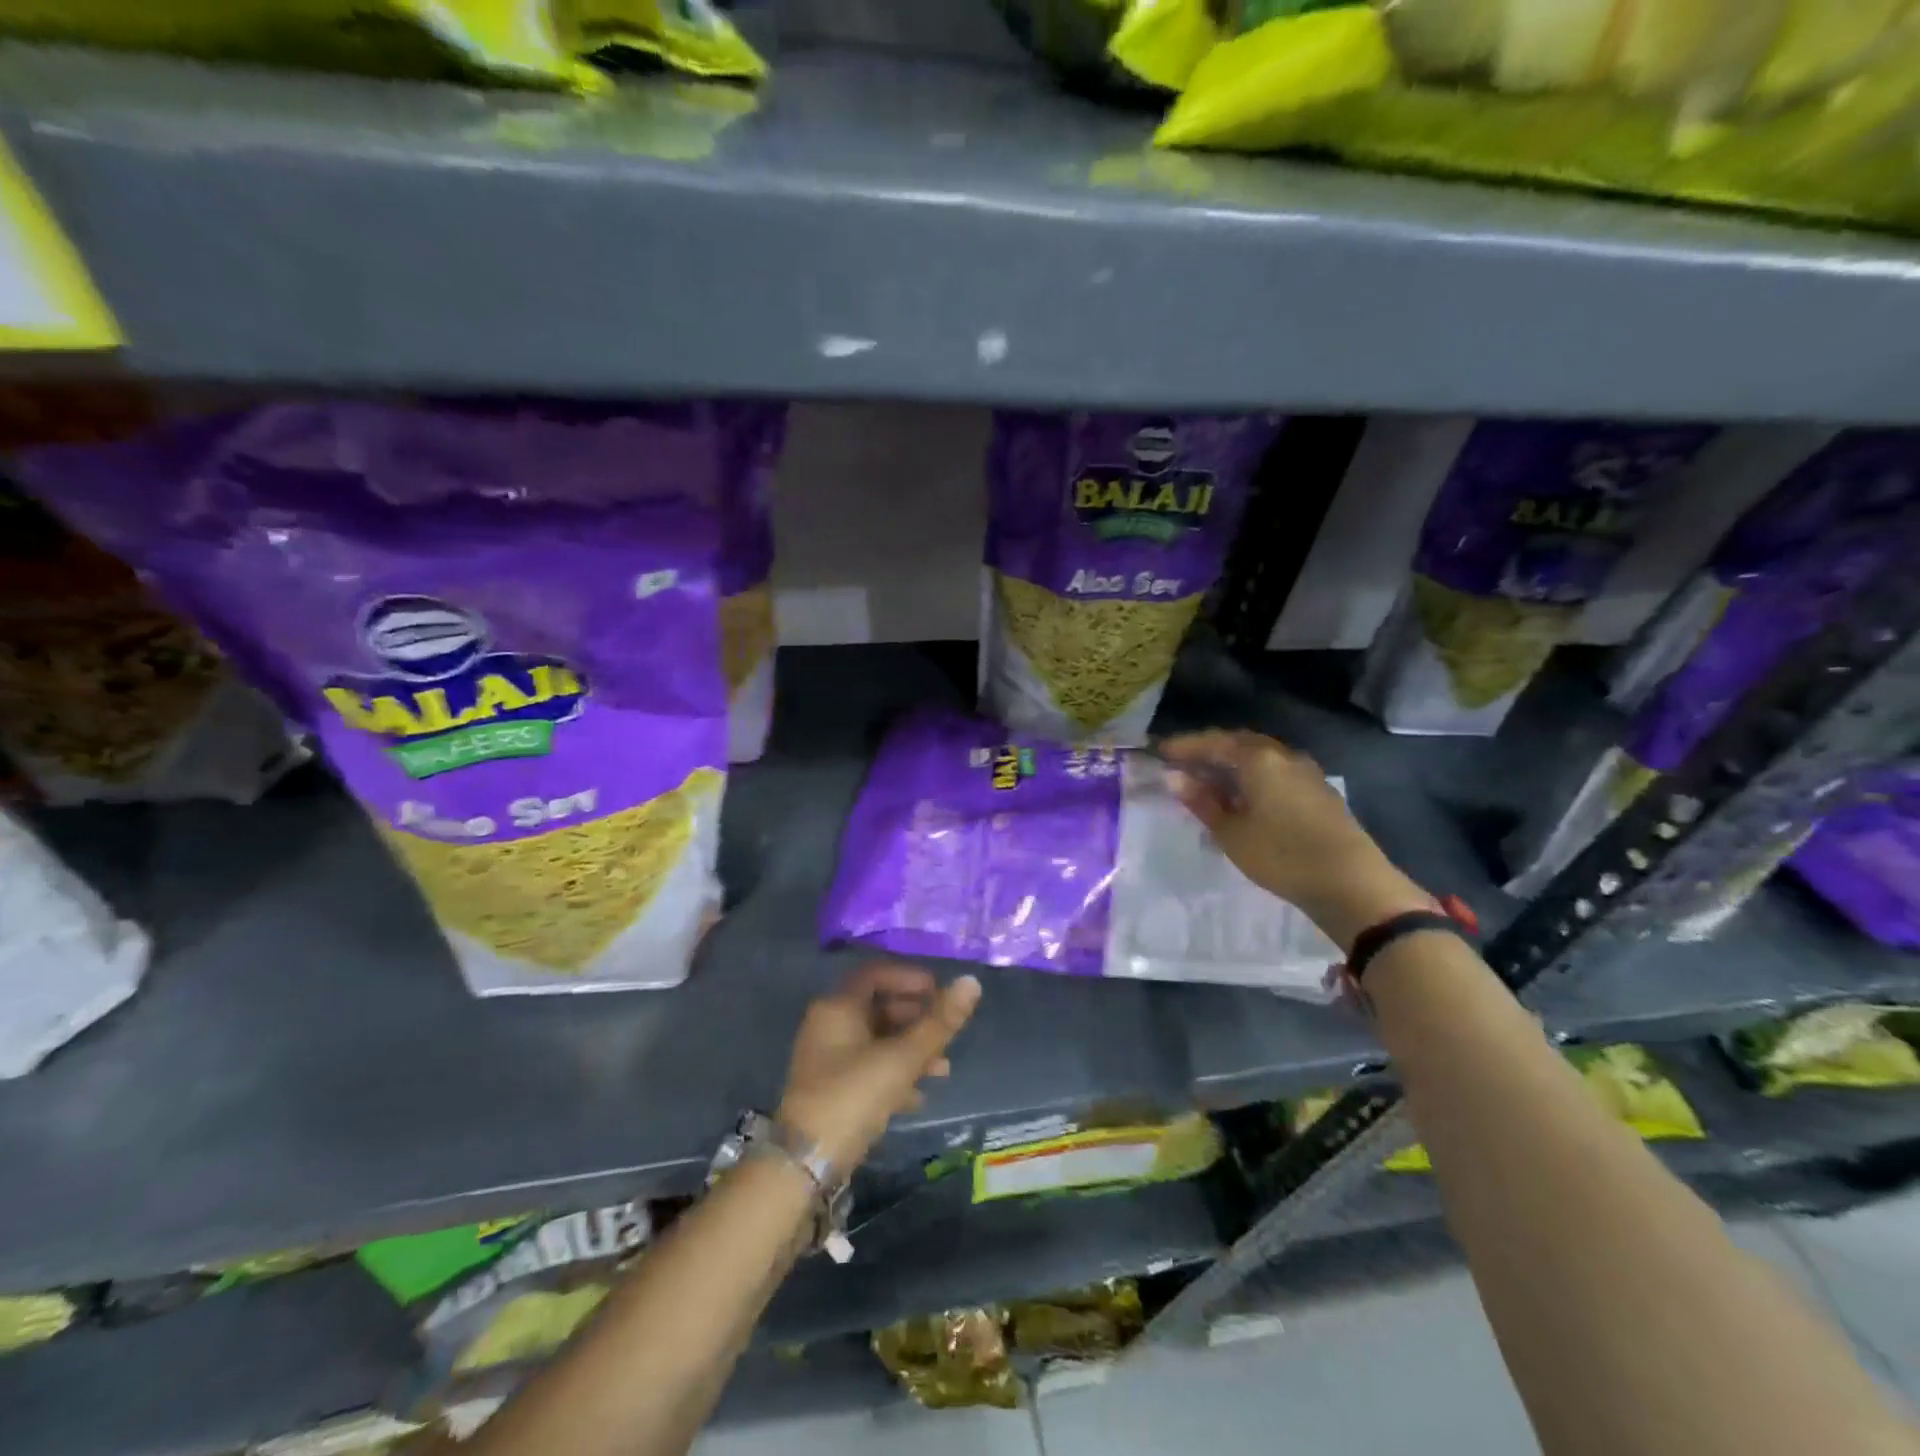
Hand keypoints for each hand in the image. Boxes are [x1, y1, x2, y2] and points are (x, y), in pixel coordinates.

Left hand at [778, 962, 981, 1174]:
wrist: (805, 1165)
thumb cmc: (854, 1096)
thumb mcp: (903, 1058)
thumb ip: (939, 1022)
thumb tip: (971, 981)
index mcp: (838, 1007)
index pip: (876, 974)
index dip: (910, 978)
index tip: (939, 992)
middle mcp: (828, 1025)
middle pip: (878, 1006)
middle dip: (916, 1018)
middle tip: (946, 1032)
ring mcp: (827, 1059)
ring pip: (876, 1040)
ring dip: (911, 1049)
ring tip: (943, 1070)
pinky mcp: (831, 1089)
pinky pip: (868, 1068)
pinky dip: (895, 1074)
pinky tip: (918, 1096)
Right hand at [1158, 730, 1430, 952]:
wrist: (1352, 883)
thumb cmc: (1281, 855)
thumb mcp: (1232, 833)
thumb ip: (1202, 802)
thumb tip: (1175, 777)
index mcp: (1259, 759)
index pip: (1213, 742)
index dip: (1185, 746)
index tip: (1160, 752)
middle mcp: (1283, 756)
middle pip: (1239, 743)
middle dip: (1209, 751)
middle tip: (1183, 764)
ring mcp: (1305, 772)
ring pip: (1260, 758)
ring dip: (1232, 765)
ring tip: (1208, 781)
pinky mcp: (1318, 792)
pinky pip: (1275, 772)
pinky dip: (1252, 777)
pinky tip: (1243, 797)